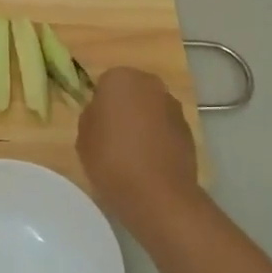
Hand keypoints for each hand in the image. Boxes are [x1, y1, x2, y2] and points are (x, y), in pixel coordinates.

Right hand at [76, 67, 201, 222]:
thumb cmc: (111, 160)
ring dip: (144, 122)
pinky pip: (166, 127)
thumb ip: (92, 116)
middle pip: (132, 91)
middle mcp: (151, 84)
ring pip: (151, 109)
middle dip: (125, 108)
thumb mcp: (83, 137)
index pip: (105, 83)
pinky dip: (159, 138)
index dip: (100, 104)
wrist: (157, 194)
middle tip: (113, 136)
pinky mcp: (189, 129)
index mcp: (120, 78)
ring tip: (133, 153)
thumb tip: (102, 113)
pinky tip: (150, 162)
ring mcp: (173, 106)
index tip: (97, 126)